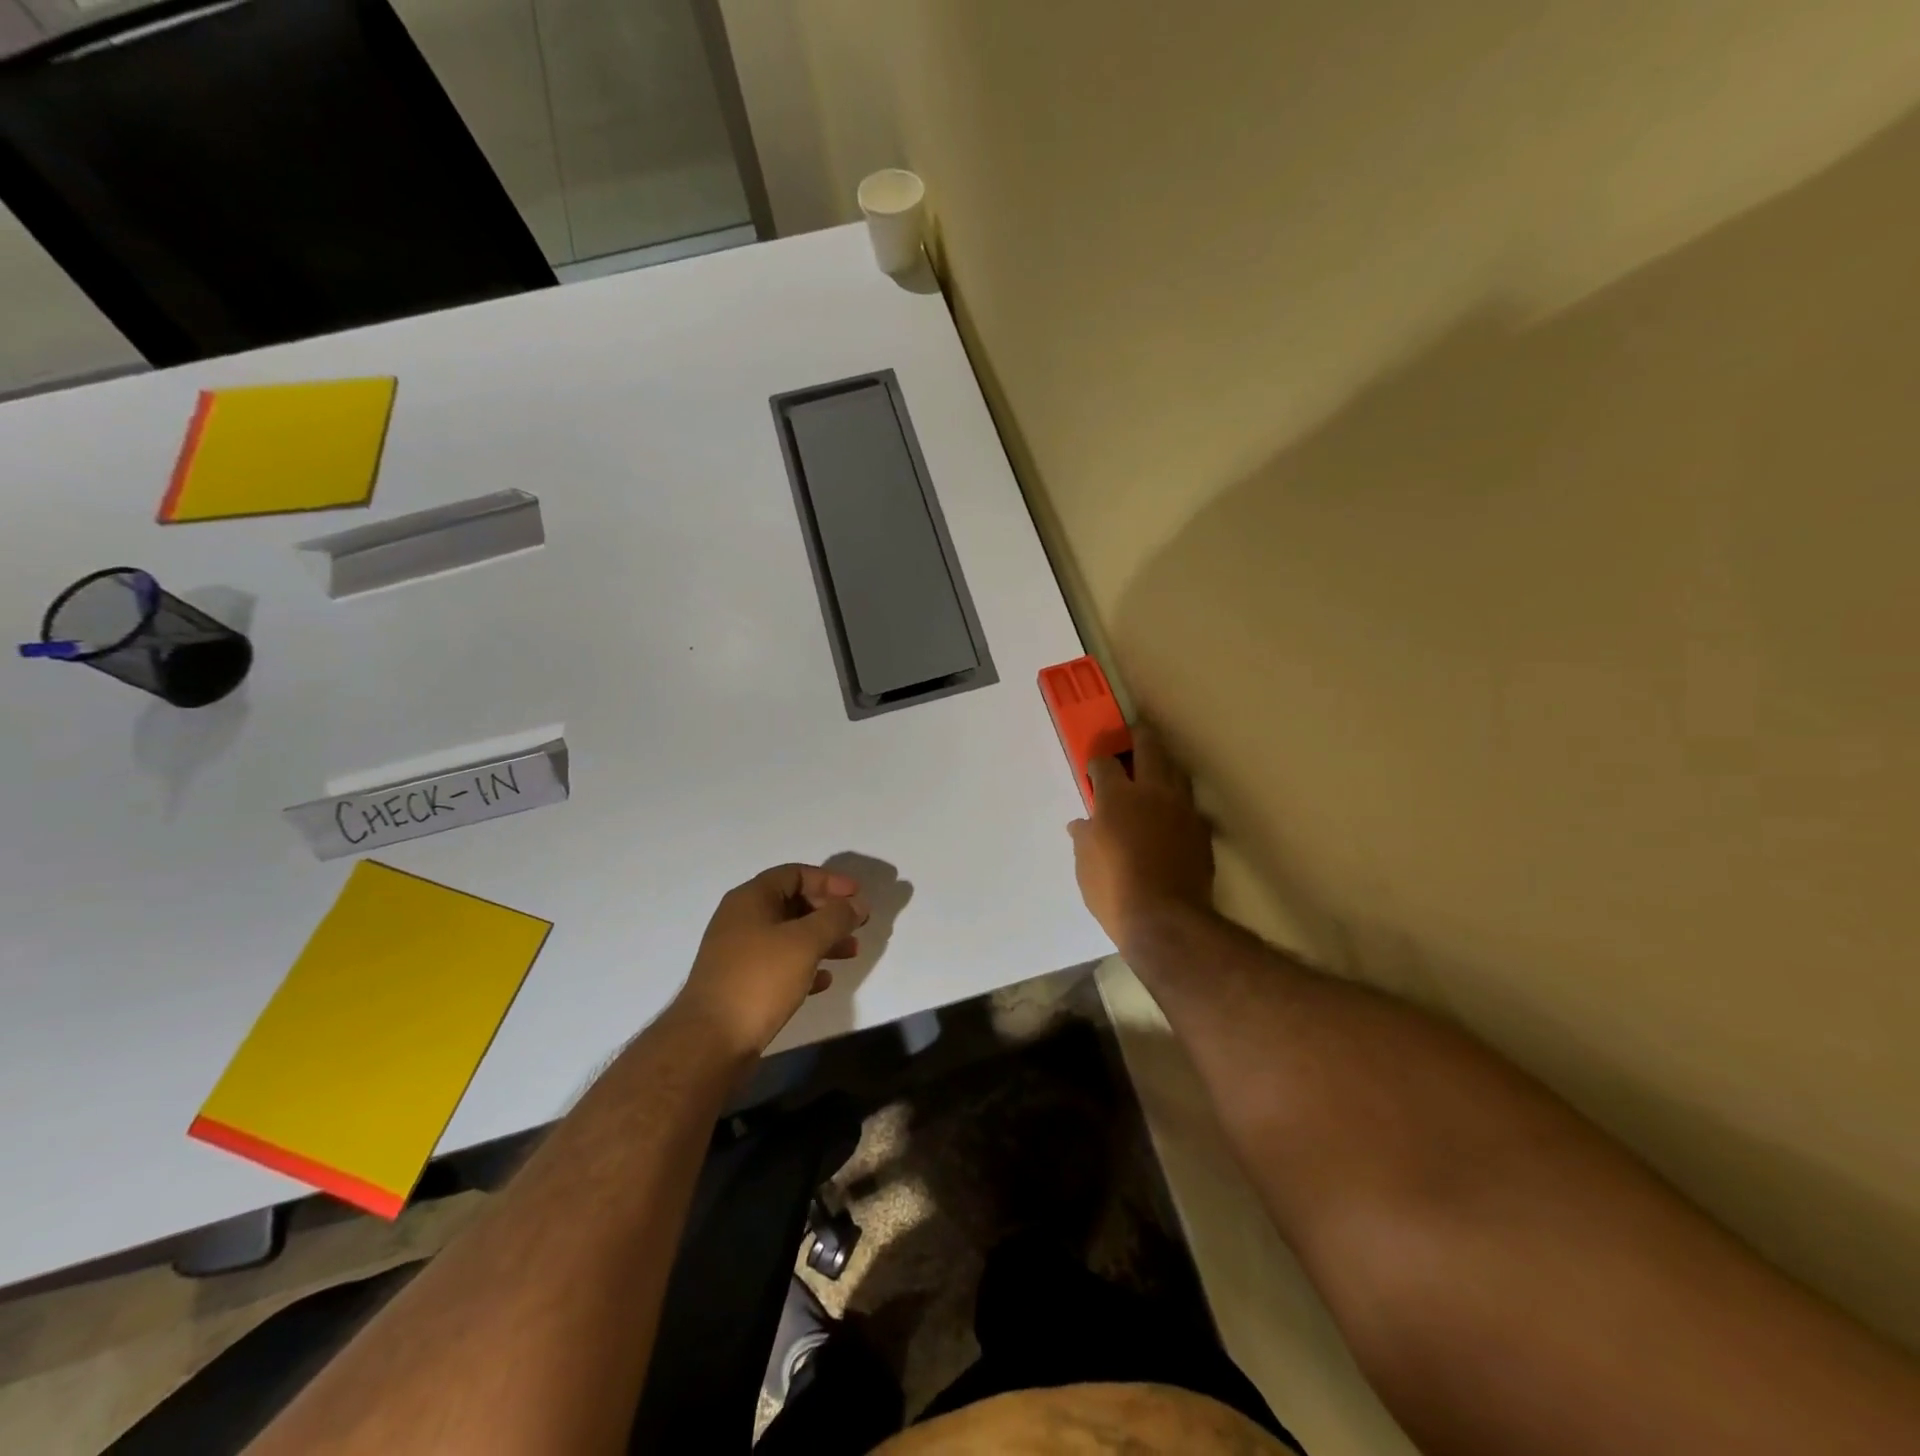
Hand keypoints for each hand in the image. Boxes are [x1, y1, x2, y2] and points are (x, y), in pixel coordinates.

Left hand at [676, 864, 868, 1057]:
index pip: (795, 874)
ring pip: (789, 936)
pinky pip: (779, 965)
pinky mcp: (741, 983)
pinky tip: (824, 981)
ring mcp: (739, 953)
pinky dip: (805, 966)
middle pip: (793, 903)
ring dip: (822, 940)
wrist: (710, 1041)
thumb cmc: (759, 979)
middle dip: (829, 912)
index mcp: (751, 899)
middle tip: (858, 924)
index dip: (829, 880)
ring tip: (851, 952)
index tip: (857, 896)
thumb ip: (836, 918)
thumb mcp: (805, 942)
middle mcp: (742, 920)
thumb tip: (857, 904)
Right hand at [1068, 723, 1213, 949]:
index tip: (1095, 768)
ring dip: (1165, 766)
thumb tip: (1082, 825)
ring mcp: (1182, 809)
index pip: (1105, 763)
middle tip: (1134, 737)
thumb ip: (1084, 839)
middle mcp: (1152, 792)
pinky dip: (1180, 804)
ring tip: (1157, 771)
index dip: (1098, 762)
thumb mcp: (1085, 866)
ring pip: (1177, 771)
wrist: (1166, 920)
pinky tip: (1174, 815)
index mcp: (1117, 797)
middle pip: (1149, 748)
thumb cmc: (1114, 890)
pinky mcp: (1202, 830)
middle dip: (1139, 738)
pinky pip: (1191, 806)